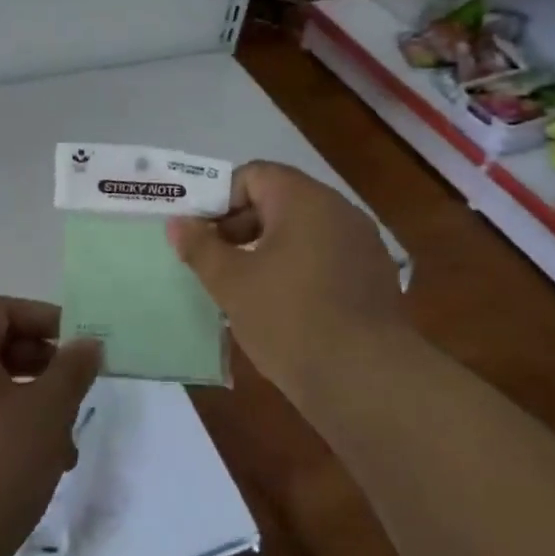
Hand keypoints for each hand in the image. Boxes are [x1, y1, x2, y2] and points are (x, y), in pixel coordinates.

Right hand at [166, 161, 404, 393]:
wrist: (366, 380)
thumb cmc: (289, 318)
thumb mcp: (231, 282)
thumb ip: (200, 247)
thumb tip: (178, 223)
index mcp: (304, 199)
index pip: (253, 175)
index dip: (220, 199)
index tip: (202, 234)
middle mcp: (339, 210)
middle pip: (279, 200)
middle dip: (241, 225)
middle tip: (216, 262)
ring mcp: (362, 244)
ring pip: (303, 231)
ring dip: (269, 249)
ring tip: (245, 287)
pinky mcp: (376, 277)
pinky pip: (326, 257)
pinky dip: (299, 269)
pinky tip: (284, 307)